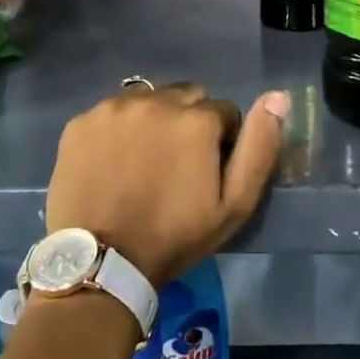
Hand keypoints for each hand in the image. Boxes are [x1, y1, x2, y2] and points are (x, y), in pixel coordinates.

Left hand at [45, 82, 287, 287]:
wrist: (103, 262)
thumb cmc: (176, 236)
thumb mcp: (234, 205)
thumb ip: (260, 147)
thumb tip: (278, 96)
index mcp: (196, 119)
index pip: (224, 112)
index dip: (221, 142)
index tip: (206, 173)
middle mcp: (155, 101)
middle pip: (186, 97)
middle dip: (189, 123)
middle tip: (176, 165)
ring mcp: (113, 108)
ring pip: (148, 100)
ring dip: (153, 121)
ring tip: (143, 162)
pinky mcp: (81, 121)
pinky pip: (111, 113)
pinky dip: (118, 130)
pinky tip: (113, 162)